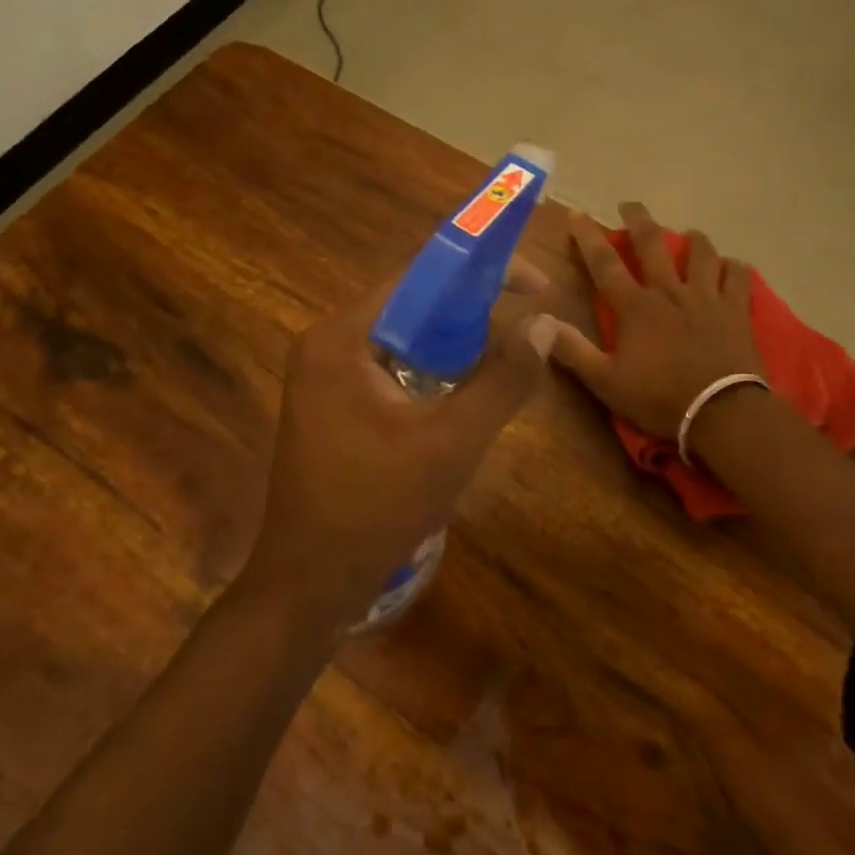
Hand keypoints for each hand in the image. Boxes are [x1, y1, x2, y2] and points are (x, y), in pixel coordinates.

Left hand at [241, 259, 558, 630]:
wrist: (310, 583)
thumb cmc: (375, 509)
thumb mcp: (451, 444)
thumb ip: (502, 380)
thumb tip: (544, 324)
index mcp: (342, 337)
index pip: (420, 277)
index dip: (483, 271)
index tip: (536, 285)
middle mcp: (328, 343)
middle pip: (414, 305)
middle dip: (474, 312)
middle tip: (526, 327)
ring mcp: (326, 374)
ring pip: (407, 338)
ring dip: (457, 345)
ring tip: (502, 363)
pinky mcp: (334, 402)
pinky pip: (394, 367)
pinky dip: (434, 372)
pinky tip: (463, 397)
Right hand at [551, 203, 764, 439]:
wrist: (721, 412)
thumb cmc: (659, 398)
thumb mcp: (605, 382)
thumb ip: (572, 350)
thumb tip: (537, 322)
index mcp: (635, 307)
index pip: (605, 263)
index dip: (588, 237)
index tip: (577, 215)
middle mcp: (670, 291)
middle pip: (653, 243)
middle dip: (639, 220)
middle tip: (630, 206)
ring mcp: (707, 296)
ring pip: (702, 251)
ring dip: (692, 239)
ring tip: (688, 236)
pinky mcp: (737, 309)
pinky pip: (739, 276)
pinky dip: (733, 267)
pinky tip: (730, 268)